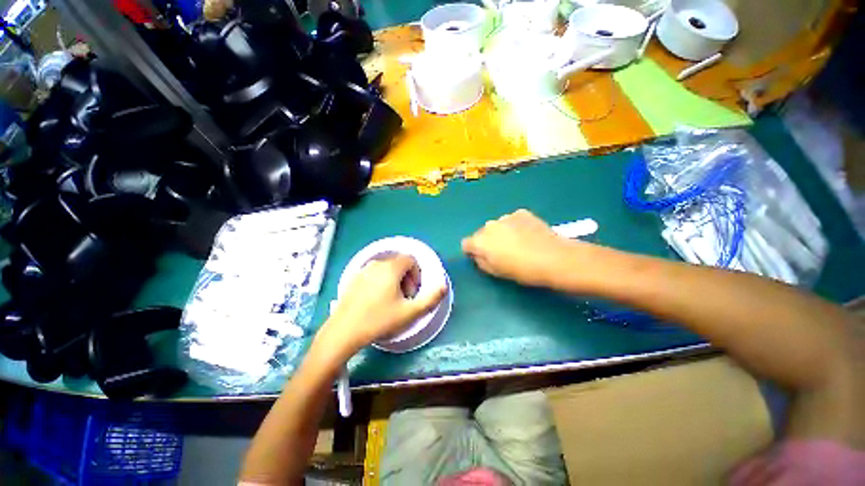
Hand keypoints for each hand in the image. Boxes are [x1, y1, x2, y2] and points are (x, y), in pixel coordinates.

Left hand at [316, 255, 446, 357]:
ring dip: (394, 280)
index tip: (413, 291)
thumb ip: (431, 298)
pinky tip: (376, 300)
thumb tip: (444, 286)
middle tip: (404, 298)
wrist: (344, 331)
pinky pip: (374, 274)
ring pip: (386, 268)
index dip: (417, 274)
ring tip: (391, 300)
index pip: (411, 259)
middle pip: (399, 263)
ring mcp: (363, 270)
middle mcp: (377, 264)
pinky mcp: (353, 278)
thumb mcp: (410, 312)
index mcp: (391, 268)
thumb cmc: (379, 320)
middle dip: (406, 278)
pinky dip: (381, 281)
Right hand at [462, 209, 578, 287]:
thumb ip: (481, 261)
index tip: (481, 257)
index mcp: (480, 241)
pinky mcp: (521, 213)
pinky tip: (527, 235)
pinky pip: (511, 220)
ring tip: (517, 243)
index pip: (466, 243)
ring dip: (501, 232)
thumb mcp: (496, 272)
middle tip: (502, 252)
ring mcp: (505, 217)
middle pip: (482, 233)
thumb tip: (477, 254)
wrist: (553, 258)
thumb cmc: (522, 270)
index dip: (472, 251)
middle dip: (488, 241)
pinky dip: (515, 226)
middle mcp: (489, 225)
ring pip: (497, 226)